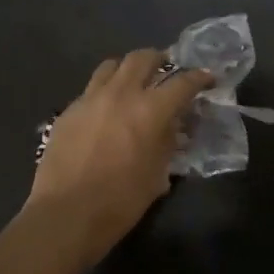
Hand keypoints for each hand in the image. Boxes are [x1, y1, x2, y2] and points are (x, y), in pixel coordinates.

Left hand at [29, 50, 214, 255]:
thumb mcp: (157, 174)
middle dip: (160, 59)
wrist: (66, 214)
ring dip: (128, 69)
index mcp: (150, 110)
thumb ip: (168, 143)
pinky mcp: (68, 111)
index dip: (199, 78)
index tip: (207, 78)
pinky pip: (91, 88)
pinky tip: (107, 109)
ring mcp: (90, 99)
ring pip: (112, 65)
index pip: (182, 83)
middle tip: (168, 70)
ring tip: (134, 82)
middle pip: (142, 58)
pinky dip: (105, 90)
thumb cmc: (120, 201)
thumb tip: (172, 128)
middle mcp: (120, 94)